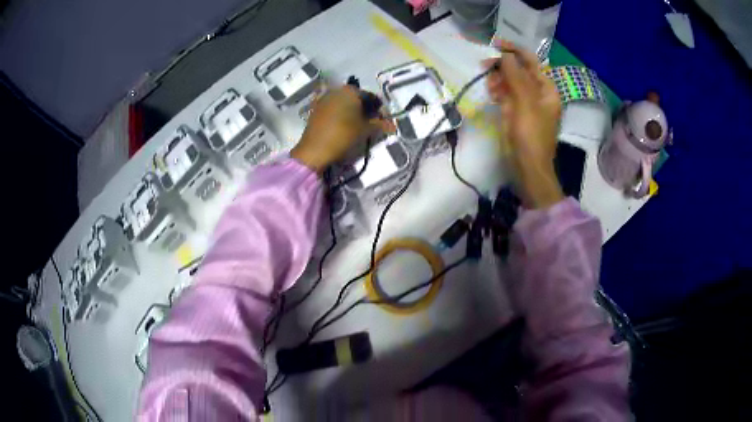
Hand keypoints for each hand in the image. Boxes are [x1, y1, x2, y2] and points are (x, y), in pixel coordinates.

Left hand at [291, 86, 393, 172]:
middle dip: (364, 108)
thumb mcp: (365, 130)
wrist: (315, 150)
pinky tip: (343, 125)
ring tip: (357, 126)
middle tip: (370, 123)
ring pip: (344, 102)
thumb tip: (392, 124)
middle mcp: (337, 90)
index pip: (371, 97)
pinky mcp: (316, 109)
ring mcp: (324, 98)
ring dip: (352, 111)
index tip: (382, 120)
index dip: (379, 109)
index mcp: (351, 91)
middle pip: (356, 98)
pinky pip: (333, 108)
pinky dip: (340, 114)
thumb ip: (380, 124)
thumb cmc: (343, 135)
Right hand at [485, 41, 563, 208]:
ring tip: (489, 85)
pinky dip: (498, 91)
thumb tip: (505, 55)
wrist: (528, 168)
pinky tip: (491, 93)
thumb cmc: (531, 136)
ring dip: (498, 79)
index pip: (531, 62)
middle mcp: (538, 93)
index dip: (514, 51)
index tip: (495, 44)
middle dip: (503, 66)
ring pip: (510, 82)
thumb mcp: (525, 103)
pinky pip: (506, 95)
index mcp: (547, 89)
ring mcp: (527, 103)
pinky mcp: (516, 113)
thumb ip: (515, 77)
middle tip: (485, 66)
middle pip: (519, 70)